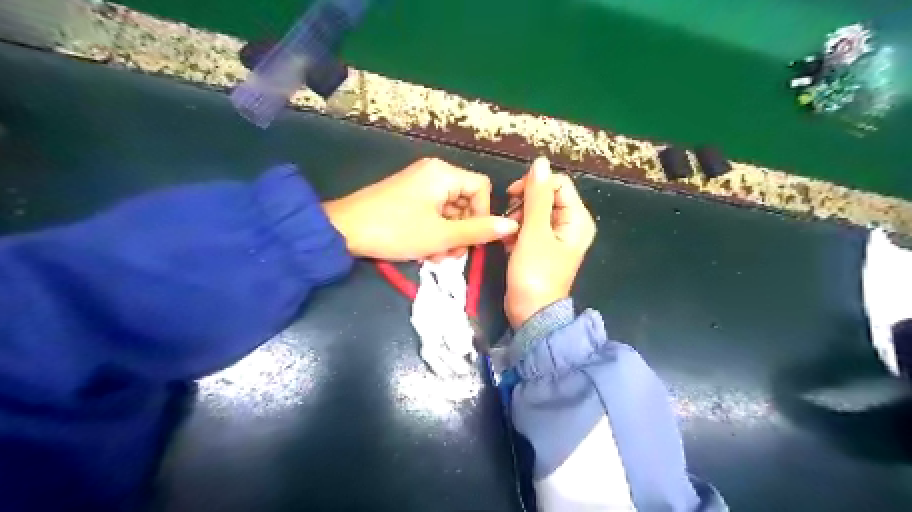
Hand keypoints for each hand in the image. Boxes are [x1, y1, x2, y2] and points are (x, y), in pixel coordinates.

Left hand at [324, 158, 515, 262]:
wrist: (343, 231)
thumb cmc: (396, 230)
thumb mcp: (442, 235)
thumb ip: (479, 231)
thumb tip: (512, 226)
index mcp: (444, 174)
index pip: (482, 188)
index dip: (483, 215)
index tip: (472, 240)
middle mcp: (433, 173)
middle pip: (465, 201)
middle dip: (462, 231)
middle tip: (452, 255)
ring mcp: (418, 184)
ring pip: (449, 211)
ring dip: (448, 236)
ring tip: (435, 256)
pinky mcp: (407, 196)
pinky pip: (432, 212)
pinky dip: (433, 231)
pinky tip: (425, 250)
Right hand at [502, 155, 595, 326]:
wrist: (531, 312)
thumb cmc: (535, 273)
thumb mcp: (534, 232)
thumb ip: (536, 196)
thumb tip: (540, 162)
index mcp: (577, 219)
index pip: (557, 183)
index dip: (534, 185)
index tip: (511, 196)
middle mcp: (570, 224)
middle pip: (546, 196)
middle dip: (523, 203)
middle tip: (509, 220)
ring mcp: (556, 236)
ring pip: (534, 211)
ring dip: (517, 217)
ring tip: (508, 234)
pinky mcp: (542, 246)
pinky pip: (529, 227)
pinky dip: (517, 230)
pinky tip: (508, 242)